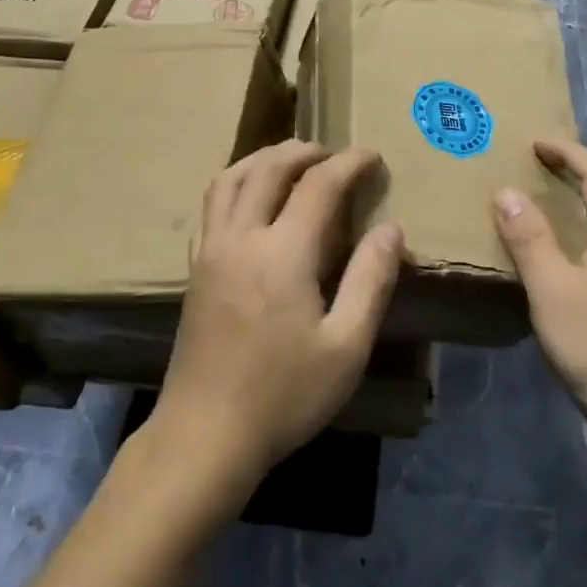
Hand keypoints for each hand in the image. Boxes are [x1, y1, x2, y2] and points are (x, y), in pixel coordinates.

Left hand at [157, 141, 402, 482]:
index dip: (349, 163)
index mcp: (282, 252)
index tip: (373, 156)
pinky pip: (213, 204)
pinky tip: (253, 200)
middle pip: (269, 168)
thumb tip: (391, 229)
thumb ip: (371, 280)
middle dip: (305, 151)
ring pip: (230, 178)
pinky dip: (237, 182)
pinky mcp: (195, 268)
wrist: (204, 435)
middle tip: (335, 154)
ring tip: (292, 162)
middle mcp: (241, 237)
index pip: (319, 184)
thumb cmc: (284, 395)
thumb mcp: (346, 346)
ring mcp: (211, 251)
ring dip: (264, 158)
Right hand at [493, 138, 586, 434]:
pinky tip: (558, 265)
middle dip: (571, 175)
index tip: (535, 143)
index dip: (568, 151)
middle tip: (532, 170)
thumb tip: (507, 192)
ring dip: (575, 209)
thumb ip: (529, 238)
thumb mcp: (552, 289)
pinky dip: (580, 239)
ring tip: (537, 213)